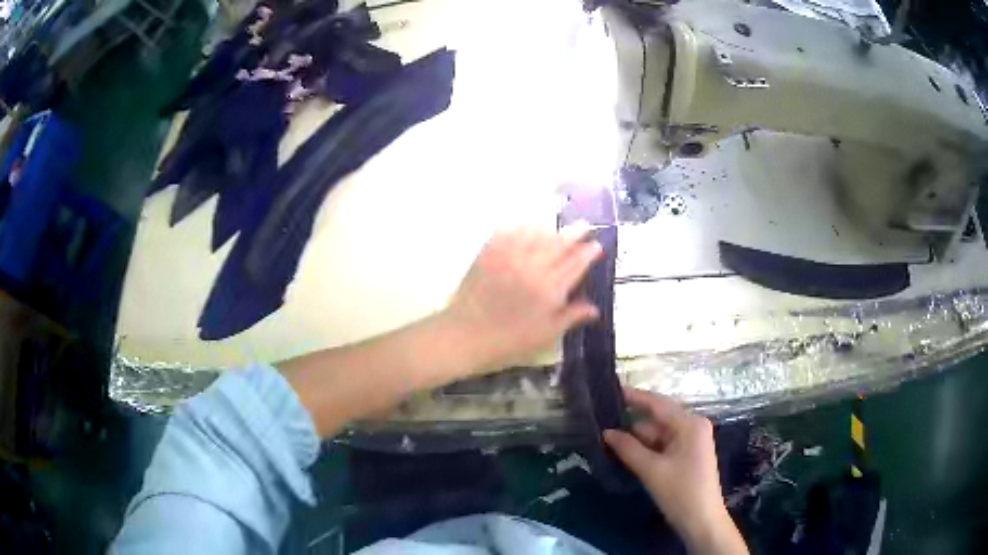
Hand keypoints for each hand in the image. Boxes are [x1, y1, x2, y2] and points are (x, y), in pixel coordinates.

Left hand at [444, 227, 602, 374]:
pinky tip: (527, 227)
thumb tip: (595, 309)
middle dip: (575, 233)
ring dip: (551, 228)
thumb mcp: (546, 335)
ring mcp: (510, 257)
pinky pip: (509, 232)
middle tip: (586, 225)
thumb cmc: (509, 341)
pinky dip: (522, 227)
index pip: (576, 264)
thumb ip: (571, 317)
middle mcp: (533, 267)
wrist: (466, 336)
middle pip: (559, 243)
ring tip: (558, 229)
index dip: (588, 253)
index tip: (597, 245)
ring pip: (536, 233)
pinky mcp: (489, 253)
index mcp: (550, 289)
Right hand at [604, 390, 747, 554]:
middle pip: (658, 418)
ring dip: (636, 437)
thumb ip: (628, 448)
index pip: (658, 403)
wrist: (702, 521)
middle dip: (631, 421)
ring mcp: (691, 441)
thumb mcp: (651, 470)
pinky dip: (646, 448)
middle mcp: (693, 427)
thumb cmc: (680, 492)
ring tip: (606, 435)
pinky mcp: (687, 455)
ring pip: (658, 433)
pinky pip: (663, 445)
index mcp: (690, 424)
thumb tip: (606, 432)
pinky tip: (624, 451)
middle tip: (601, 418)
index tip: (610, 388)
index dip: (634, 397)